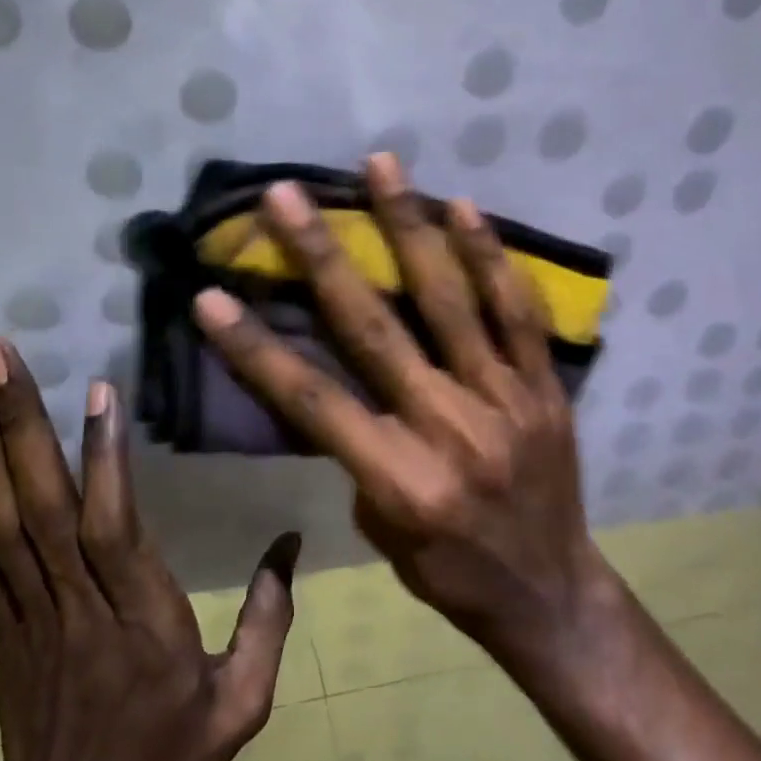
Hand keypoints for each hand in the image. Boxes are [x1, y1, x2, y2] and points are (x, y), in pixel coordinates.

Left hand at [0, 339, 298, 760]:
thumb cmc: (165, 759)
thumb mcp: (241, 705)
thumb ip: (270, 621)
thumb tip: (292, 541)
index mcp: (139, 621)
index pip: (113, 528)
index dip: (103, 458)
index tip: (98, 388)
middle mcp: (75, 606)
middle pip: (41, 506)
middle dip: (16, 423)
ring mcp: (28, 614)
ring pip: (2, 519)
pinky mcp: (2, 625)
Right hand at [191, 154, 609, 668]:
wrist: (552, 596)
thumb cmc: (451, 573)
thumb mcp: (382, 531)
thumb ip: (359, 451)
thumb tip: (344, 377)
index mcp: (400, 478)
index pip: (312, 400)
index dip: (254, 347)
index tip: (208, 295)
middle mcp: (449, 428)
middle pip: (374, 329)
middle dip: (322, 256)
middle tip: (286, 195)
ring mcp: (505, 399)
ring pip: (449, 300)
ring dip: (408, 226)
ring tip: (380, 164)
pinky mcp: (545, 386)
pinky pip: (518, 312)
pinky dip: (490, 257)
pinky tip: (463, 207)